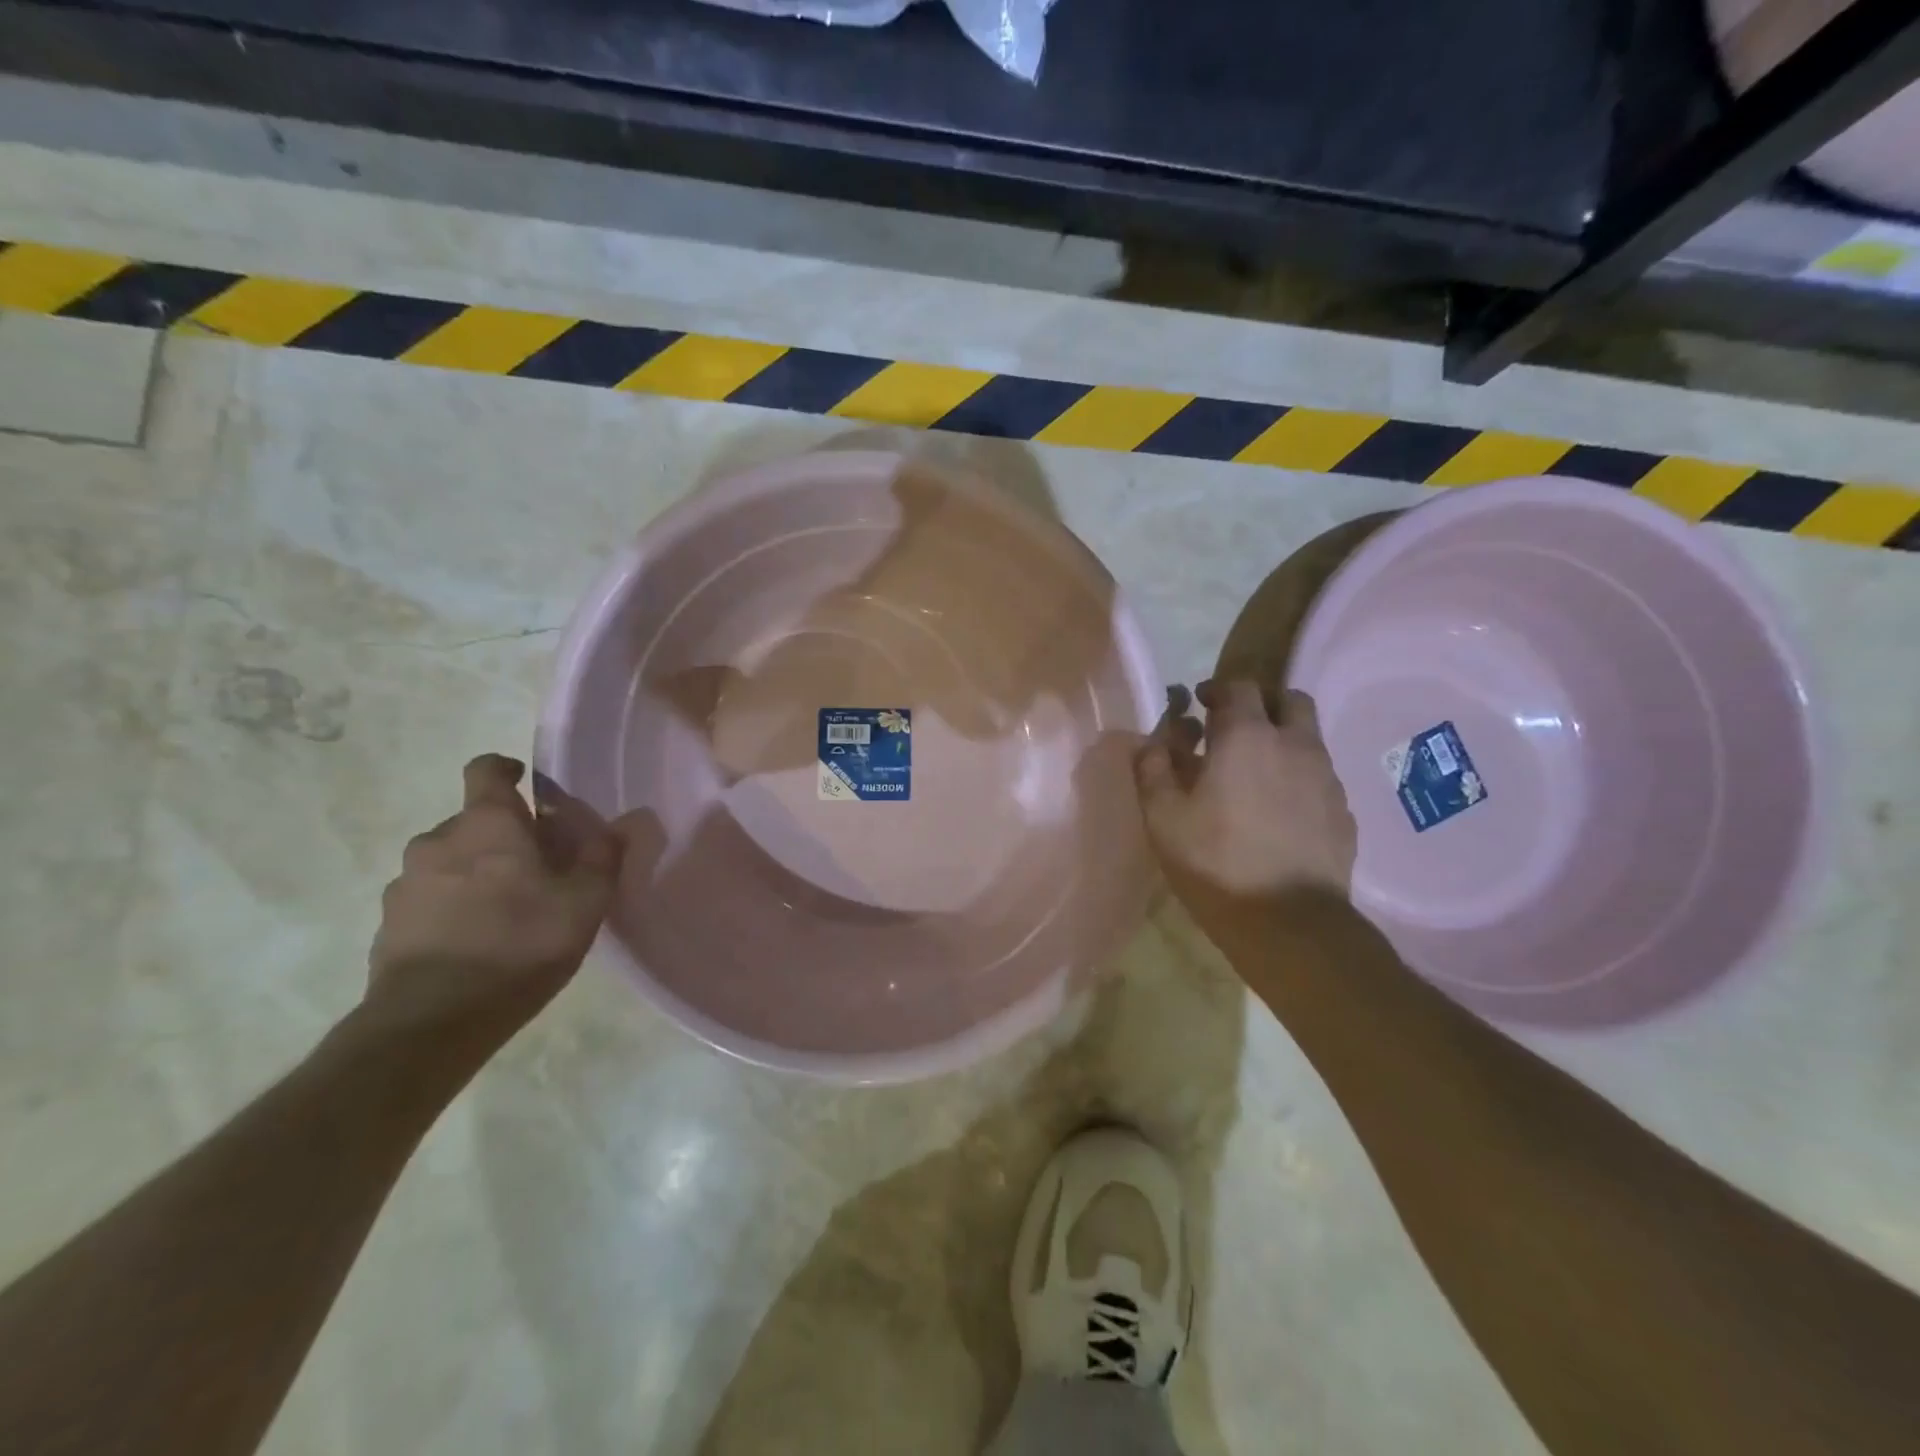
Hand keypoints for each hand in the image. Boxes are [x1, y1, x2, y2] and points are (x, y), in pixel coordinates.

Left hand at [363, 754, 621, 1050]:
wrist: (432, 1020)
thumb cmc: (520, 943)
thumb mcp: (585, 901)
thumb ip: (602, 858)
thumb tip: (619, 826)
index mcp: (487, 825)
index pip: (486, 770)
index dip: (504, 768)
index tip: (524, 780)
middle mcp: (438, 841)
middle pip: (471, 822)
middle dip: (501, 836)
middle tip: (534, 867)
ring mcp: (406, 884)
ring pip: (447, 862)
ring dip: (474, 873)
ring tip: (504, 910)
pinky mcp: (389, 925)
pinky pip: (428, 900)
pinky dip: (451, 907)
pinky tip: (476, 942)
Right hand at [1135, 680, 1355, 933]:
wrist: (1289, 922)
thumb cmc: (1215, 862)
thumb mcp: (1162, 816)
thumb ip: (1153, 767)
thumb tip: (1155, 739)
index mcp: (1247, 737)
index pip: (1239, 686)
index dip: (1217, 690)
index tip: (1200, 706)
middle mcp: (1295, 745)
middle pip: (1288, 699)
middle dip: (1261, 704)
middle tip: (1233, 730)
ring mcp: (1326, 777)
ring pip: (1309, 737)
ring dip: (1282, 740)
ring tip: (1255, 774)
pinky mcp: (1343, 811)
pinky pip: (1320, 776)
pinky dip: (1298, 776)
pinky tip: (1278, 811)